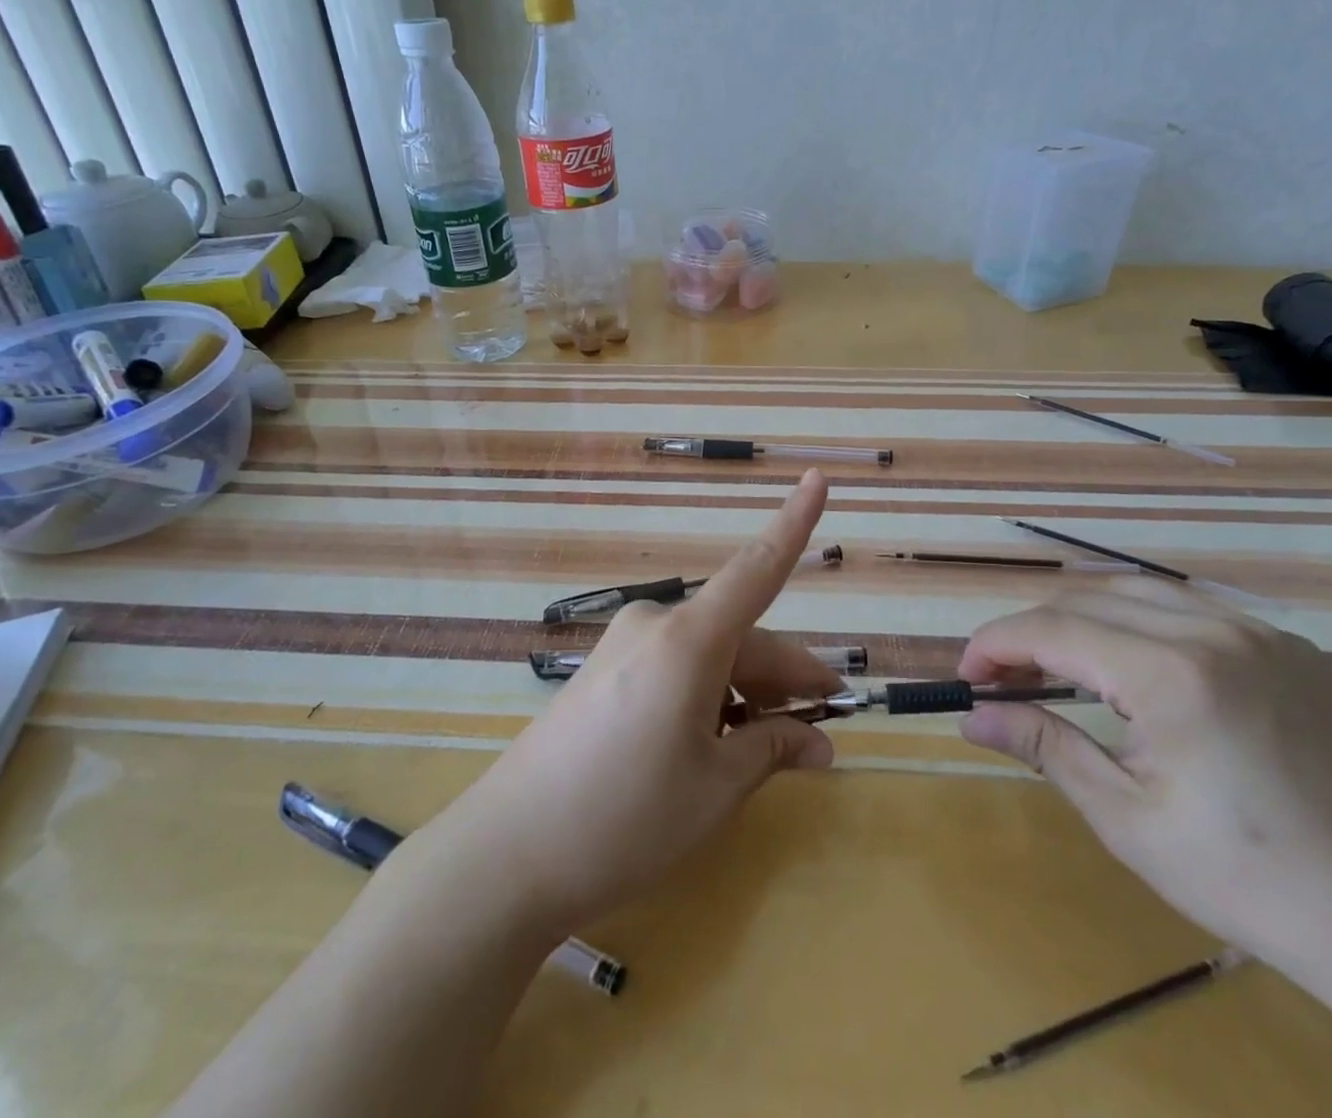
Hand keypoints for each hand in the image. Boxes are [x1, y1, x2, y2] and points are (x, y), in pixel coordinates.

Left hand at [439, 469, 840, 933]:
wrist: (507, 853)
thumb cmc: (626, 818)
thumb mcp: (715, 789)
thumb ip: (773, 749)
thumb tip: (819, 743)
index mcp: (689, 638)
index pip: (758, 568)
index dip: (794, 522)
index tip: (817, 479)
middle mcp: (656, 624)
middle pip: (741, 635)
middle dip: (786, 676)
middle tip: (824, 723)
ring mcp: (625, 645)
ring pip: (710, 654)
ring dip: (748, 691)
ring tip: (774, 746)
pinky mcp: (605, 670)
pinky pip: (676, 667)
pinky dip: (709, 695)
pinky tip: (720, 741)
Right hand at [957, 577, 1331, 978]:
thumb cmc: (1244, 876)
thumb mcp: (1125, 818)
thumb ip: (1042, 746)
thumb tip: (971, 716)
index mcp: (1172, 676)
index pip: (1052, 629)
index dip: (995, 644)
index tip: (968, 677)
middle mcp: (1213, 631)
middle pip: (1084, 601)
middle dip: (1030, 633)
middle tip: (1004, 679)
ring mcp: (1257, 631)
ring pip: (1131, 592)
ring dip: (1078, 620)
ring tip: (1056, 667)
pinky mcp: (1285, 644)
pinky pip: (1186, 608)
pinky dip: (1136, 623)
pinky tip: (1130, 667)